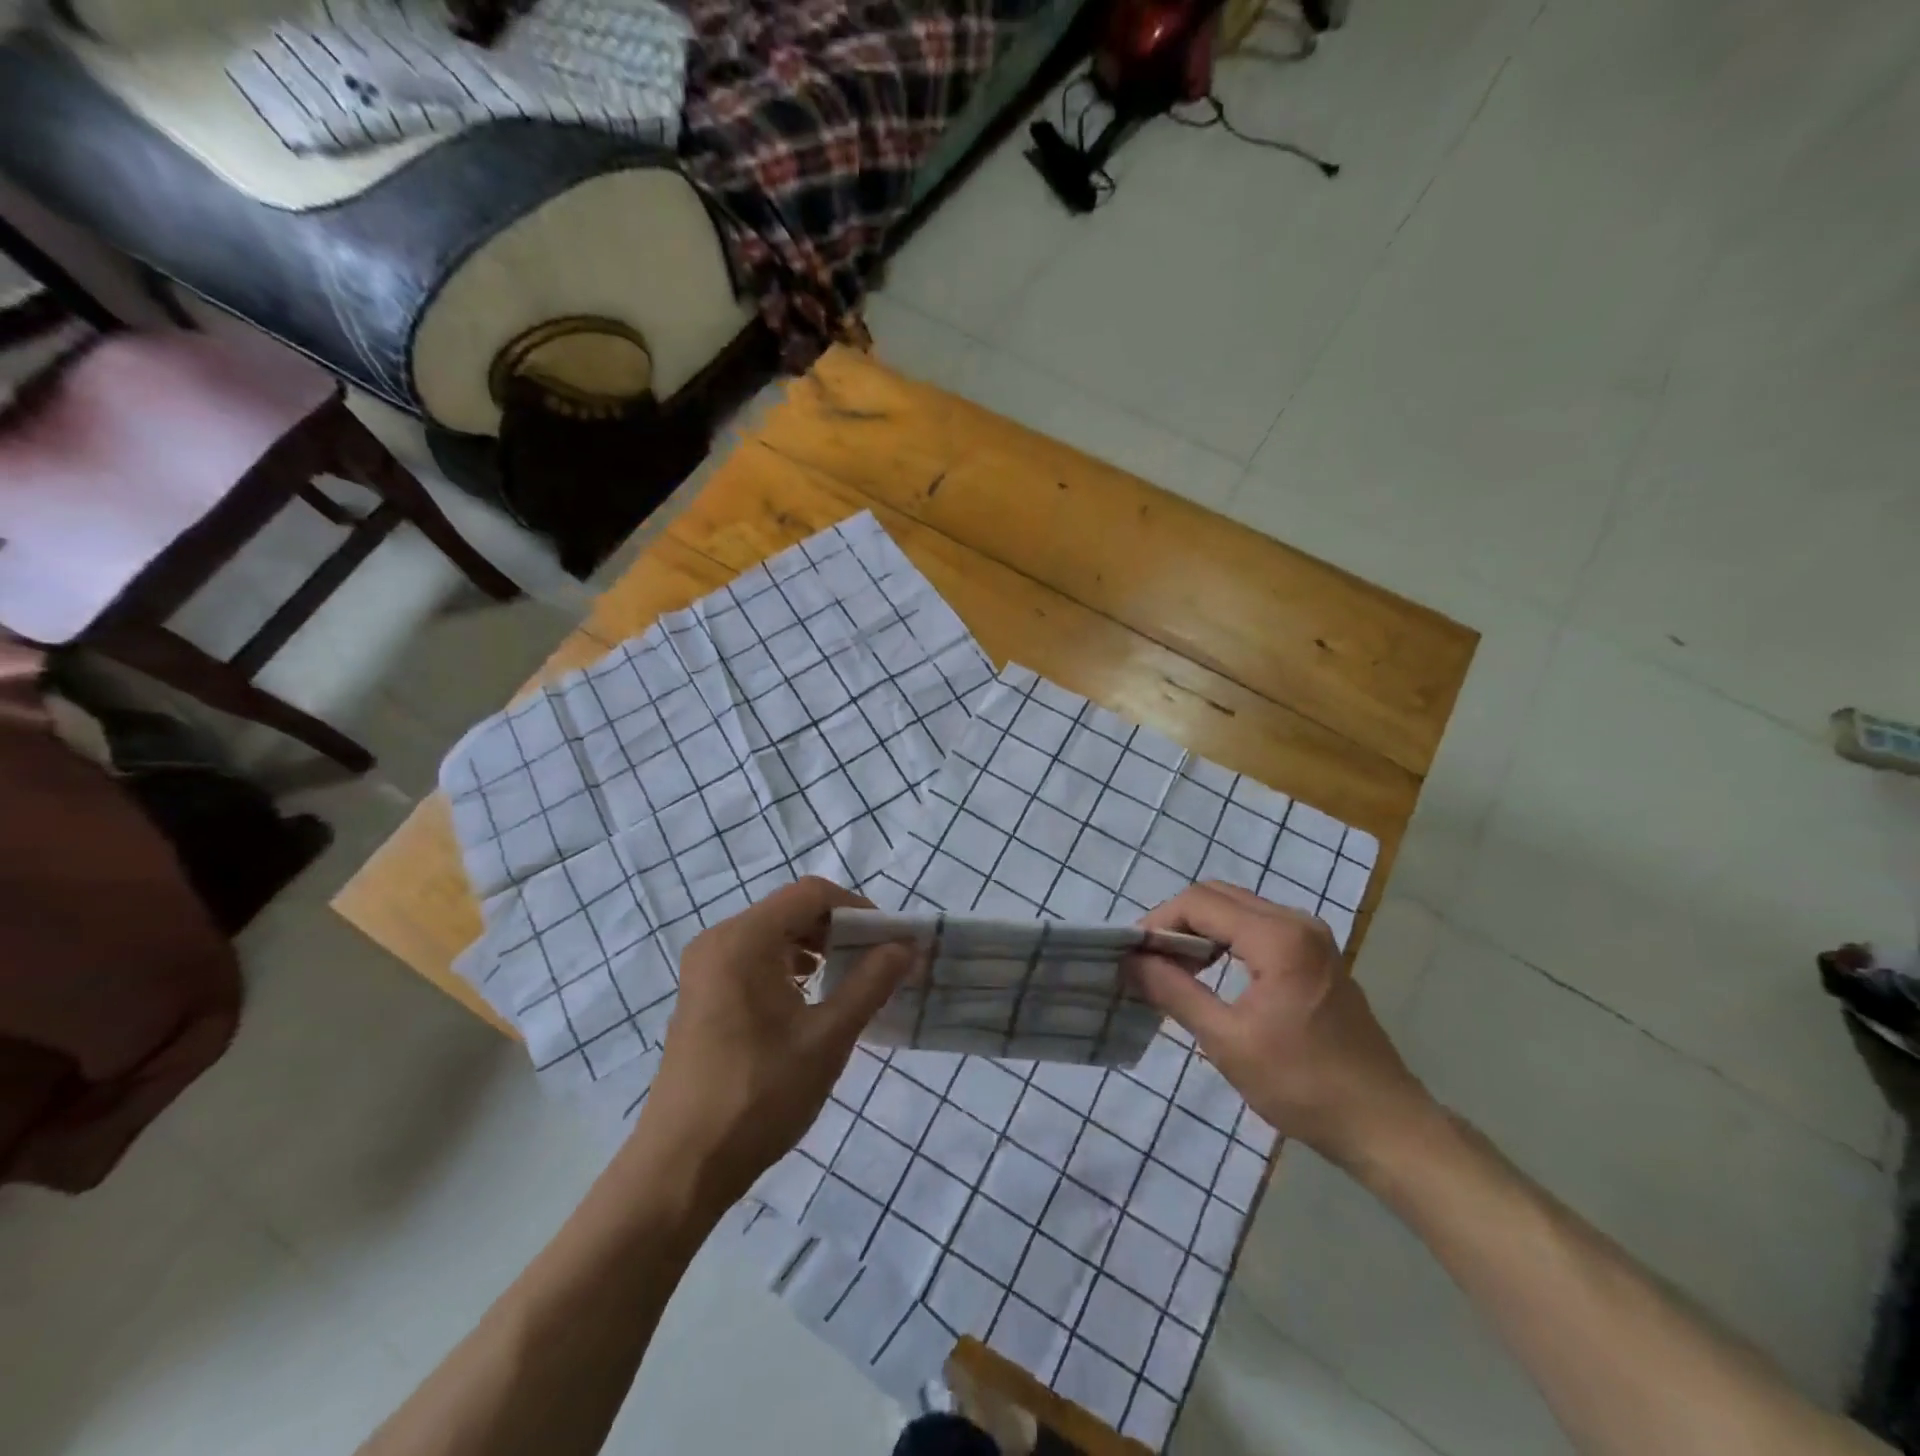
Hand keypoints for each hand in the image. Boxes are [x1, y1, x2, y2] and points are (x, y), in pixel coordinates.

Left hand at [635, 878, 913, 1212]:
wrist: (681, 1168)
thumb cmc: (759, 1097)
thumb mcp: (827, 1038)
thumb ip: (870, 983)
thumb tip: (905, 947)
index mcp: (743, 940)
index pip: (811, 894)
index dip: (858, 909)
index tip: (889, 940)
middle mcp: (718, 940)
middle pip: (791, 910)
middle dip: (839, 929)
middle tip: (877, 961)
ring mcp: (705, 968)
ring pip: (773, 934)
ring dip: (816, 947)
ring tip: (851, 980)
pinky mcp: (702, 994)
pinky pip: (754, 958)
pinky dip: (789, 966)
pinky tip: (812, 998)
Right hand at [1130, 881, 1432, 1170]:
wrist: (1385, 1124)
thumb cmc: (1303, 1085)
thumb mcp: (1227, 1042)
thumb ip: (1175, 992)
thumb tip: (1130, 961)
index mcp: (1278, 937)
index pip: (1199, 902)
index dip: (1158, 921)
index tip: (1132, 954)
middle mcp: (1296, 922)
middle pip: (1218, 896)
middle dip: (1176, 921)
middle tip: (1149, 960)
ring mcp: (1311, 936)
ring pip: (1237, 909)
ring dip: (1200, 929)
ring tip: (1172, 968)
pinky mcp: (1316, 954)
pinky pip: (1258, 926)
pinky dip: (1225, 939)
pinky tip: (1211, 972)